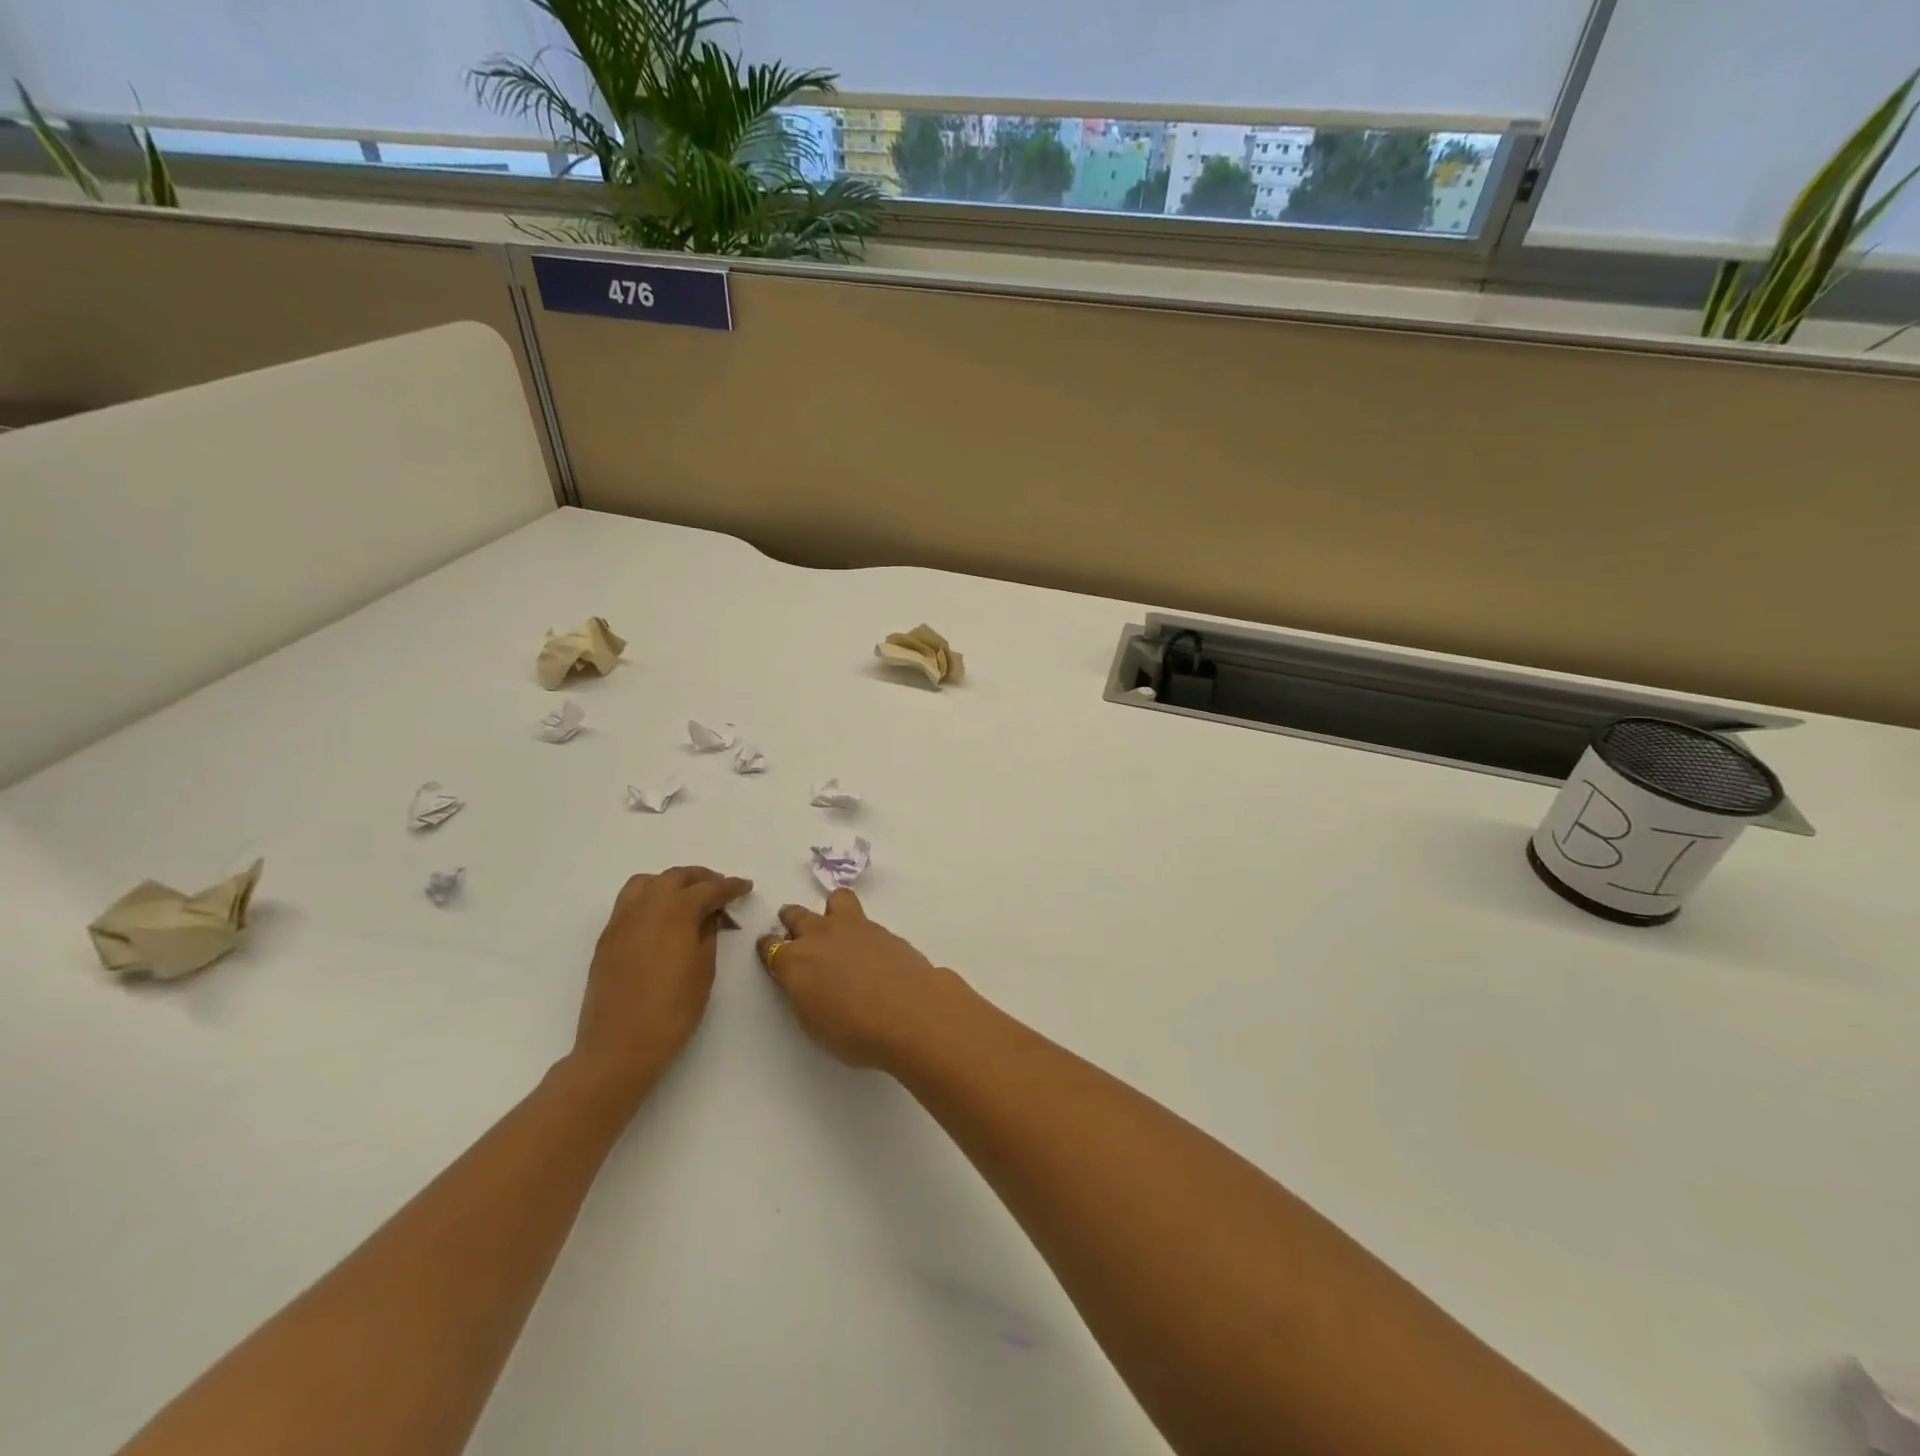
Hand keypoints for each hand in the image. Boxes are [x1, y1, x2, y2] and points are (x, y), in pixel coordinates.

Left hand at [573, 866, 751, 1094]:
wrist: (619, 1046)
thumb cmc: (672, 1010)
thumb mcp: (704, 969)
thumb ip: (707, 933)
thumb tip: (708, 915)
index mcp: (676, 911)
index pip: (709, 888)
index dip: (730, 886)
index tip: (745, 887)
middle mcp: (646, 906)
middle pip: (676, 877)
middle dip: (701, 879)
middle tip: (720, 890)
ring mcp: (622, 920)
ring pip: (647, 882)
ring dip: (671, 882)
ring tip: (687, 898)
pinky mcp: (607, 937)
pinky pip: (630, 902)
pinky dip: (650, 898)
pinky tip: (662, 919)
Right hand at [756, 890, 962, 1068]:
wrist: (908, 1012)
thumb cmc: (853, 1031)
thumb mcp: (812, 1023)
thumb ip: (803, 994)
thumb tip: (806, 981)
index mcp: (794, 960)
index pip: (770, 946)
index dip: (769, 949)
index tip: (771, 952)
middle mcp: (819, 935)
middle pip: (796, 915)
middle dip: (792, 921)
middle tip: (797, 932)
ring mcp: (853, 926)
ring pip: (835, 900)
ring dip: (830, 911)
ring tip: (838, 927)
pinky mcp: (882, 928)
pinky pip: (863, 918)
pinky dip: (860, 929)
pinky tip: (869, 949)